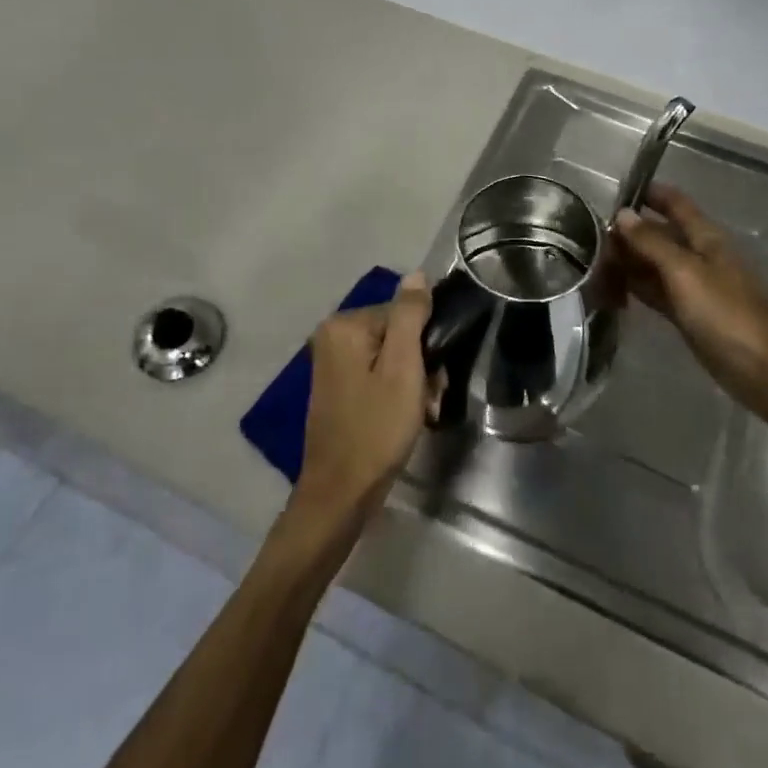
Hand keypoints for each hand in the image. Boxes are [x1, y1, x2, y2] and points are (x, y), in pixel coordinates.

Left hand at [292, 272, 436, 527]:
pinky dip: (395, 393)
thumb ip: (410, 316)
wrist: (341, 493)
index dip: (425, 343)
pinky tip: (405, 418)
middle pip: (396, 335)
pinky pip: (377, 375)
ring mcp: (332, 363)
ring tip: (419, 412)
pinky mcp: (338, 387)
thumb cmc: (376, 428)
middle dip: (419, 365)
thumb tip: (416, 274)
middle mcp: (332, 336)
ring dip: (412, 382)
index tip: (435, 377)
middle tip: (428, 399)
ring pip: (390, 357)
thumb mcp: (402, 368)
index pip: (403, 313)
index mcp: (345, 325)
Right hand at [615, 184, 767, 412]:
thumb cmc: (724, 313)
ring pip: (655, 263)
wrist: (758, 369)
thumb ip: (651, 242)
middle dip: (630, 232)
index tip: (616, 191)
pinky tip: (612, 288)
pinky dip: (636, 286)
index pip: (675, 203)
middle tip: (589, 235)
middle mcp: (699, 255)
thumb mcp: (684, 272)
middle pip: (660, 234)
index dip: (650, 193)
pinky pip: (656, 290)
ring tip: (593, 261)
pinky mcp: (687, 312)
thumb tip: (622, 214)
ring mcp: (693, 285)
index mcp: (706, 238)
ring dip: (629, 260)